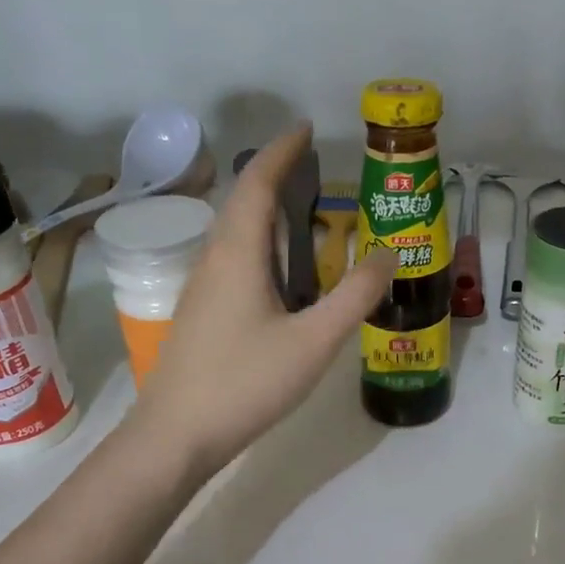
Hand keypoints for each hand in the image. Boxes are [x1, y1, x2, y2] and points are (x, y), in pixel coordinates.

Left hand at [125, 126, 396, 476]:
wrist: (176, 435)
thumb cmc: (245, 383)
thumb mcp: (313, 341)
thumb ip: (355, 296)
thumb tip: (389, 254)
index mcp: (238, 254)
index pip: (258, 183)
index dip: (282, 151)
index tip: (307, 128)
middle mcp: (214, 259)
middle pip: (242, 202)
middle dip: (275, 176)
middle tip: (314, 168)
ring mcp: (202, 288)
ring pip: (234, 232)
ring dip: (266, 211)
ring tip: (303, 213)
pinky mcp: (200, 313)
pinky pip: (232, 259)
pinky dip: (260, 245)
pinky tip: (279, 272)